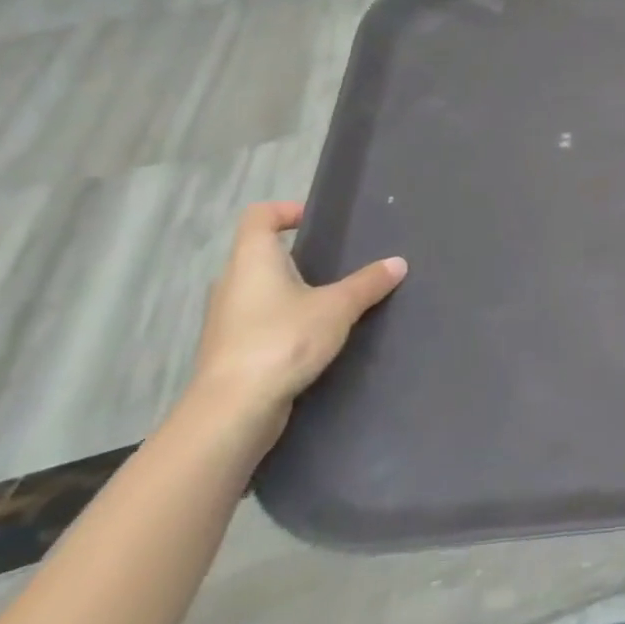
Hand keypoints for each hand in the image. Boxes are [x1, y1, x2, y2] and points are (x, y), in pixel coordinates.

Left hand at [187, 202, 405, 445]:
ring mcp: (226, 320)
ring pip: (259, 291)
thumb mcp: (337, 308)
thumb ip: (368, 283)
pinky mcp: (229, 352)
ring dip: (290, 291)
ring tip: (330, 301)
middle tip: (335, 263)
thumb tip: (398, 263)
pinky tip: (313, 337)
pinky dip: (283, 322)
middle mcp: (231, 283)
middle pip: (259, 254)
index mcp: (252, 260)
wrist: (232, 413)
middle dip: (295, 256)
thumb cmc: (282, 341)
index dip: (286, 210)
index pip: (259, 215)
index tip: (316, 222)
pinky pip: (259, 322)